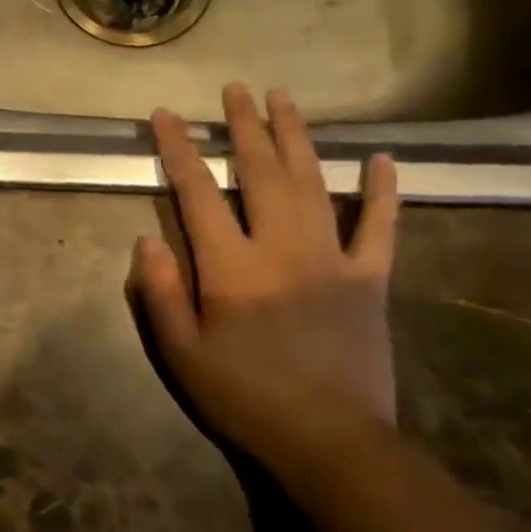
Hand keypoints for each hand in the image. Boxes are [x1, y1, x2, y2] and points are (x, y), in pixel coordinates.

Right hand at [127, 85, 400, 479]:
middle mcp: (281, 249)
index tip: (166, 115)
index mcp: (232, 267)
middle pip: (262, 172)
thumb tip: (147, 240)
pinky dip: (383, 192)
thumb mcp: (182, 354)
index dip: (179, 149)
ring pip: (313, 183)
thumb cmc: (246, 397)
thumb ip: (162, 294)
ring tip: (282, 98)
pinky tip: (382, 159)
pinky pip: (380, 228)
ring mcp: (332, 260)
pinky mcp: (370, 280)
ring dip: (296, 137)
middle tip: (234, 89)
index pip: (198, 193)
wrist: (333, 443)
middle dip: (244, 126)